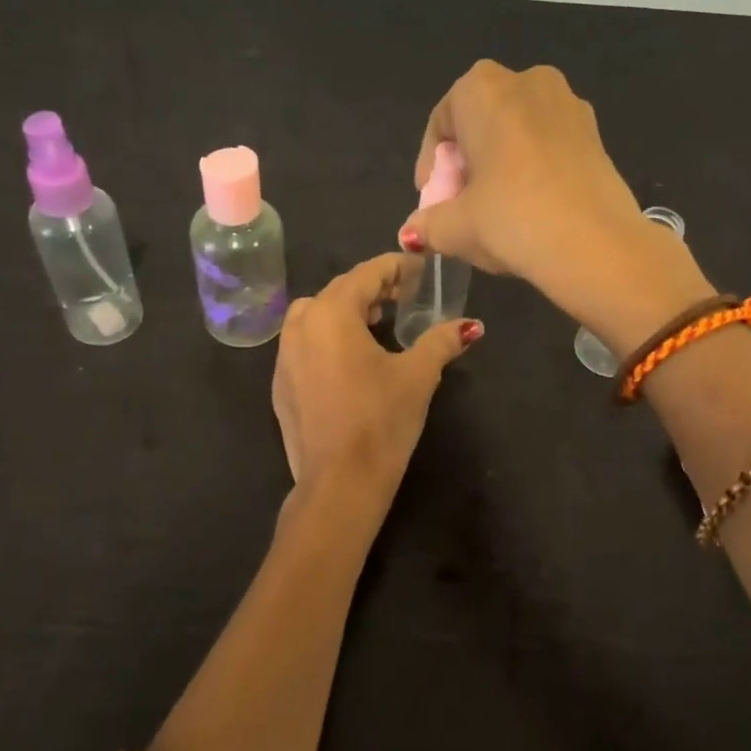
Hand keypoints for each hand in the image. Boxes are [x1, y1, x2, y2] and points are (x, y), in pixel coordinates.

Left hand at [273, 252, 481, 505]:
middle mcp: (300, 326)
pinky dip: (327, 339)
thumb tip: (470, 326)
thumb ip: (441, 342)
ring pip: (315, 316)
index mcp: (331, 314)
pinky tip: (351, 362)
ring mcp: (284, 357)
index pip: (366, 274)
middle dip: (371, 288)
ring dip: (345, 312)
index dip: (395, 267)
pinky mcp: (280, 386)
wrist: (338, 483)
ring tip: (376, 324)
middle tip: (403, 295)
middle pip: (337, 291)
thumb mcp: (418, 376)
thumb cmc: (381, 420)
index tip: (419, 269)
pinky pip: (304, 345)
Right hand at [398, 61, 710, 337]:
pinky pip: (549, 143)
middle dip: (467, 160)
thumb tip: (412, 233)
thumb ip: (427, 224)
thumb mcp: (455, 227)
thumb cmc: (511, 219)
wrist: (596, 244)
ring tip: (496, 207)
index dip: (431, 165)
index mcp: (483, 89)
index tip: (432, 200)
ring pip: (518, 130)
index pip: (442, 122)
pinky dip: (533, 167)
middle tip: (461, 203)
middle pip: (481, 121)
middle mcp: (527, 80)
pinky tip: (532, 205)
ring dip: (501, 163)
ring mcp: (569, 102)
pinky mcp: (596, 132)